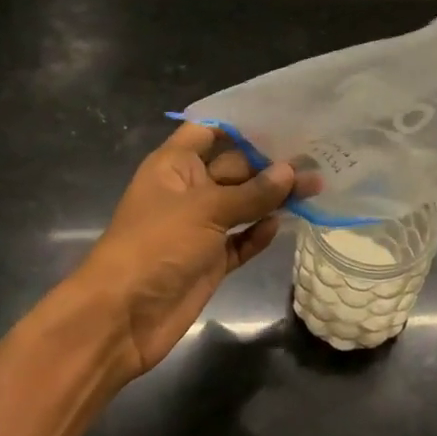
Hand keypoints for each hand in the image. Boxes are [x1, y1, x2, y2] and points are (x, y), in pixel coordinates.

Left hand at [70, 123, 302, 379]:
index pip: (208, 131)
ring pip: (243, 205)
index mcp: (175, 166)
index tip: (281, 118)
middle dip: (270, 164)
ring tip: (315, 187)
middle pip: (235, 168)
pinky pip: (241, 240)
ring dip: (274, 198)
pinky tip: (283, 224)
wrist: (121, 318)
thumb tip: (291, 171)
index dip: (240, 124)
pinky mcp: (210, 261)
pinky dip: (259, 233)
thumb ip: (252, 193)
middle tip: (315, 157)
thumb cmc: (156, 245)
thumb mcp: (206, 210)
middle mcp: (189, 191)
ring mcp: (200, 228)